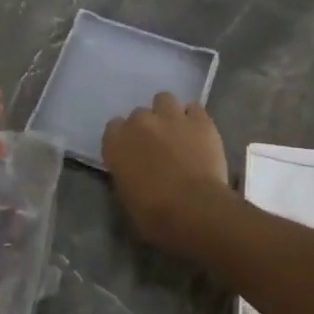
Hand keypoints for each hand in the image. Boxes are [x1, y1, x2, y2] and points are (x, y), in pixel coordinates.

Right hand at [102, 93, 231, 253]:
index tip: (133, 153)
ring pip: (164, 99)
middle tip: (158, 147)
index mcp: (116, 142)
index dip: (125, 139)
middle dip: (147, 127)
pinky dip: (194, 119)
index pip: (113, 128)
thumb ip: (126, 172)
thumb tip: (135, 170)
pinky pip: (194, 108)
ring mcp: (170, 117)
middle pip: (139, 114)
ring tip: (178, 132)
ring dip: (168, 113)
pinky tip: (199, 134)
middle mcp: (139, 122)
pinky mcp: (199, 120)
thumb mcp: (127, 196)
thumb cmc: (154, 214)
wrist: (193, 209)